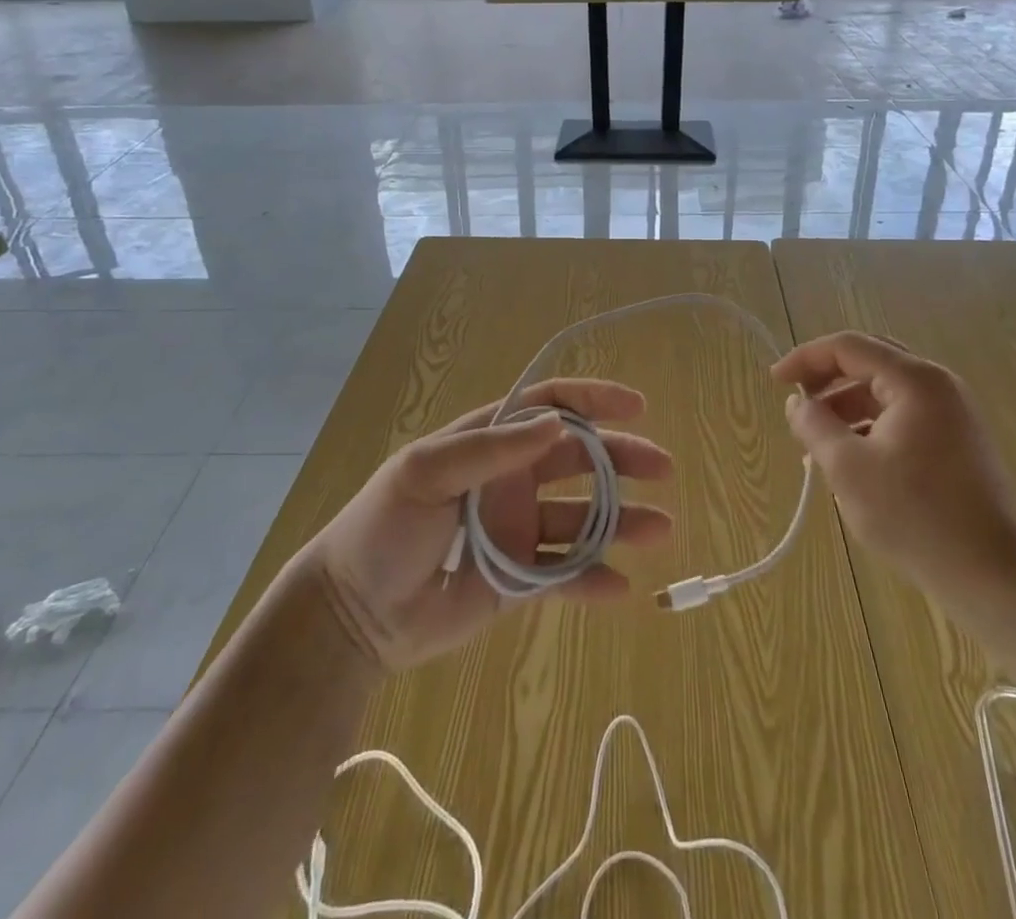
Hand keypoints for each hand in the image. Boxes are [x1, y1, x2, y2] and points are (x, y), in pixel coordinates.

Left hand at [305, 379, 673, 671]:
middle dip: (623, 458)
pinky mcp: (519, 579)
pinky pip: (566, 574)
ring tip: (659, 529)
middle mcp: (511, 479)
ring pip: (583, 517)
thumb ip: (490, 449)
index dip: (592, 400)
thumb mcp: (425, 473)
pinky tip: (620, 586)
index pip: (549, 406)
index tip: (635, 407)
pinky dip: (594, 579)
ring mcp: (518, 529)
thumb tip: (557, 423)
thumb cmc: (384, 528)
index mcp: (489, 442)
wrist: (353, 614)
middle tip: (662, 468)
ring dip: (622, 520)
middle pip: (580, 459)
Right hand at [772, 333, 1015, 612]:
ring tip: (815, 444)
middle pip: (868, 362)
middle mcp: (937, 386)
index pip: (848, 346)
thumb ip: (814, 425)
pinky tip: (849, 461)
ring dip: (845, 407)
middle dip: (826, 380)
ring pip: (884, 392)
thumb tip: (797, 403)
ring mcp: (951, 414)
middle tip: (796, 404)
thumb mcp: (848, 468)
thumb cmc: (916, 516)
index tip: (774, 382)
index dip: (805, 358)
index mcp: (914, 381)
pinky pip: (901, 417)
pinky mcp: (956, 443)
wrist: (994, 577)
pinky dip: (868, 427)